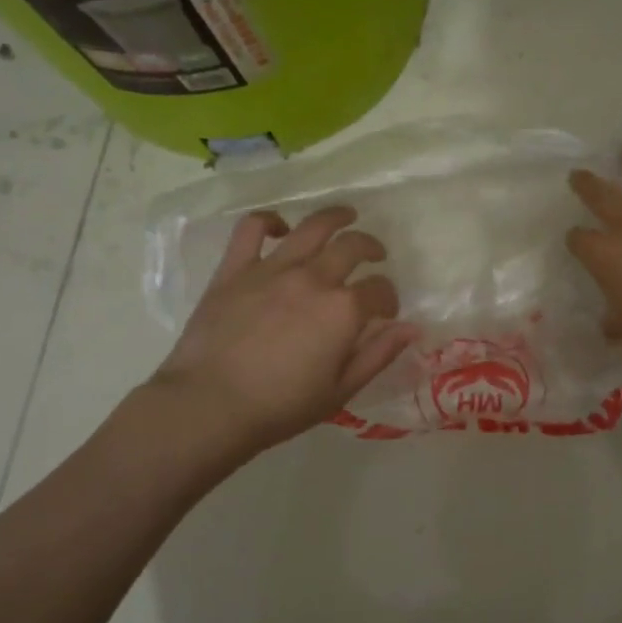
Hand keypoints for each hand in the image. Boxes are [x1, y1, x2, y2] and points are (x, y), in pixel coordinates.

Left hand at [144, 207, 417, 459]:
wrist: (209, 406)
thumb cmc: (280, 406)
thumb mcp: (341, 390)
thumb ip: (379, 354)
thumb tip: (412, 328)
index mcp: (343, 310)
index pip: (380, 289)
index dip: (389, 298)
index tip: (386, 313)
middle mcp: (314, 278)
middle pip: (353, 246)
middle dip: (372, 248)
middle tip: (375, 256)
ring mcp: (272, 269)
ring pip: (313, 227)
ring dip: (336, 216)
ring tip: (347, 215)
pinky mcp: (235, 269)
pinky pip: (253, 228)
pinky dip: (270, 221)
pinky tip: (280, 228)